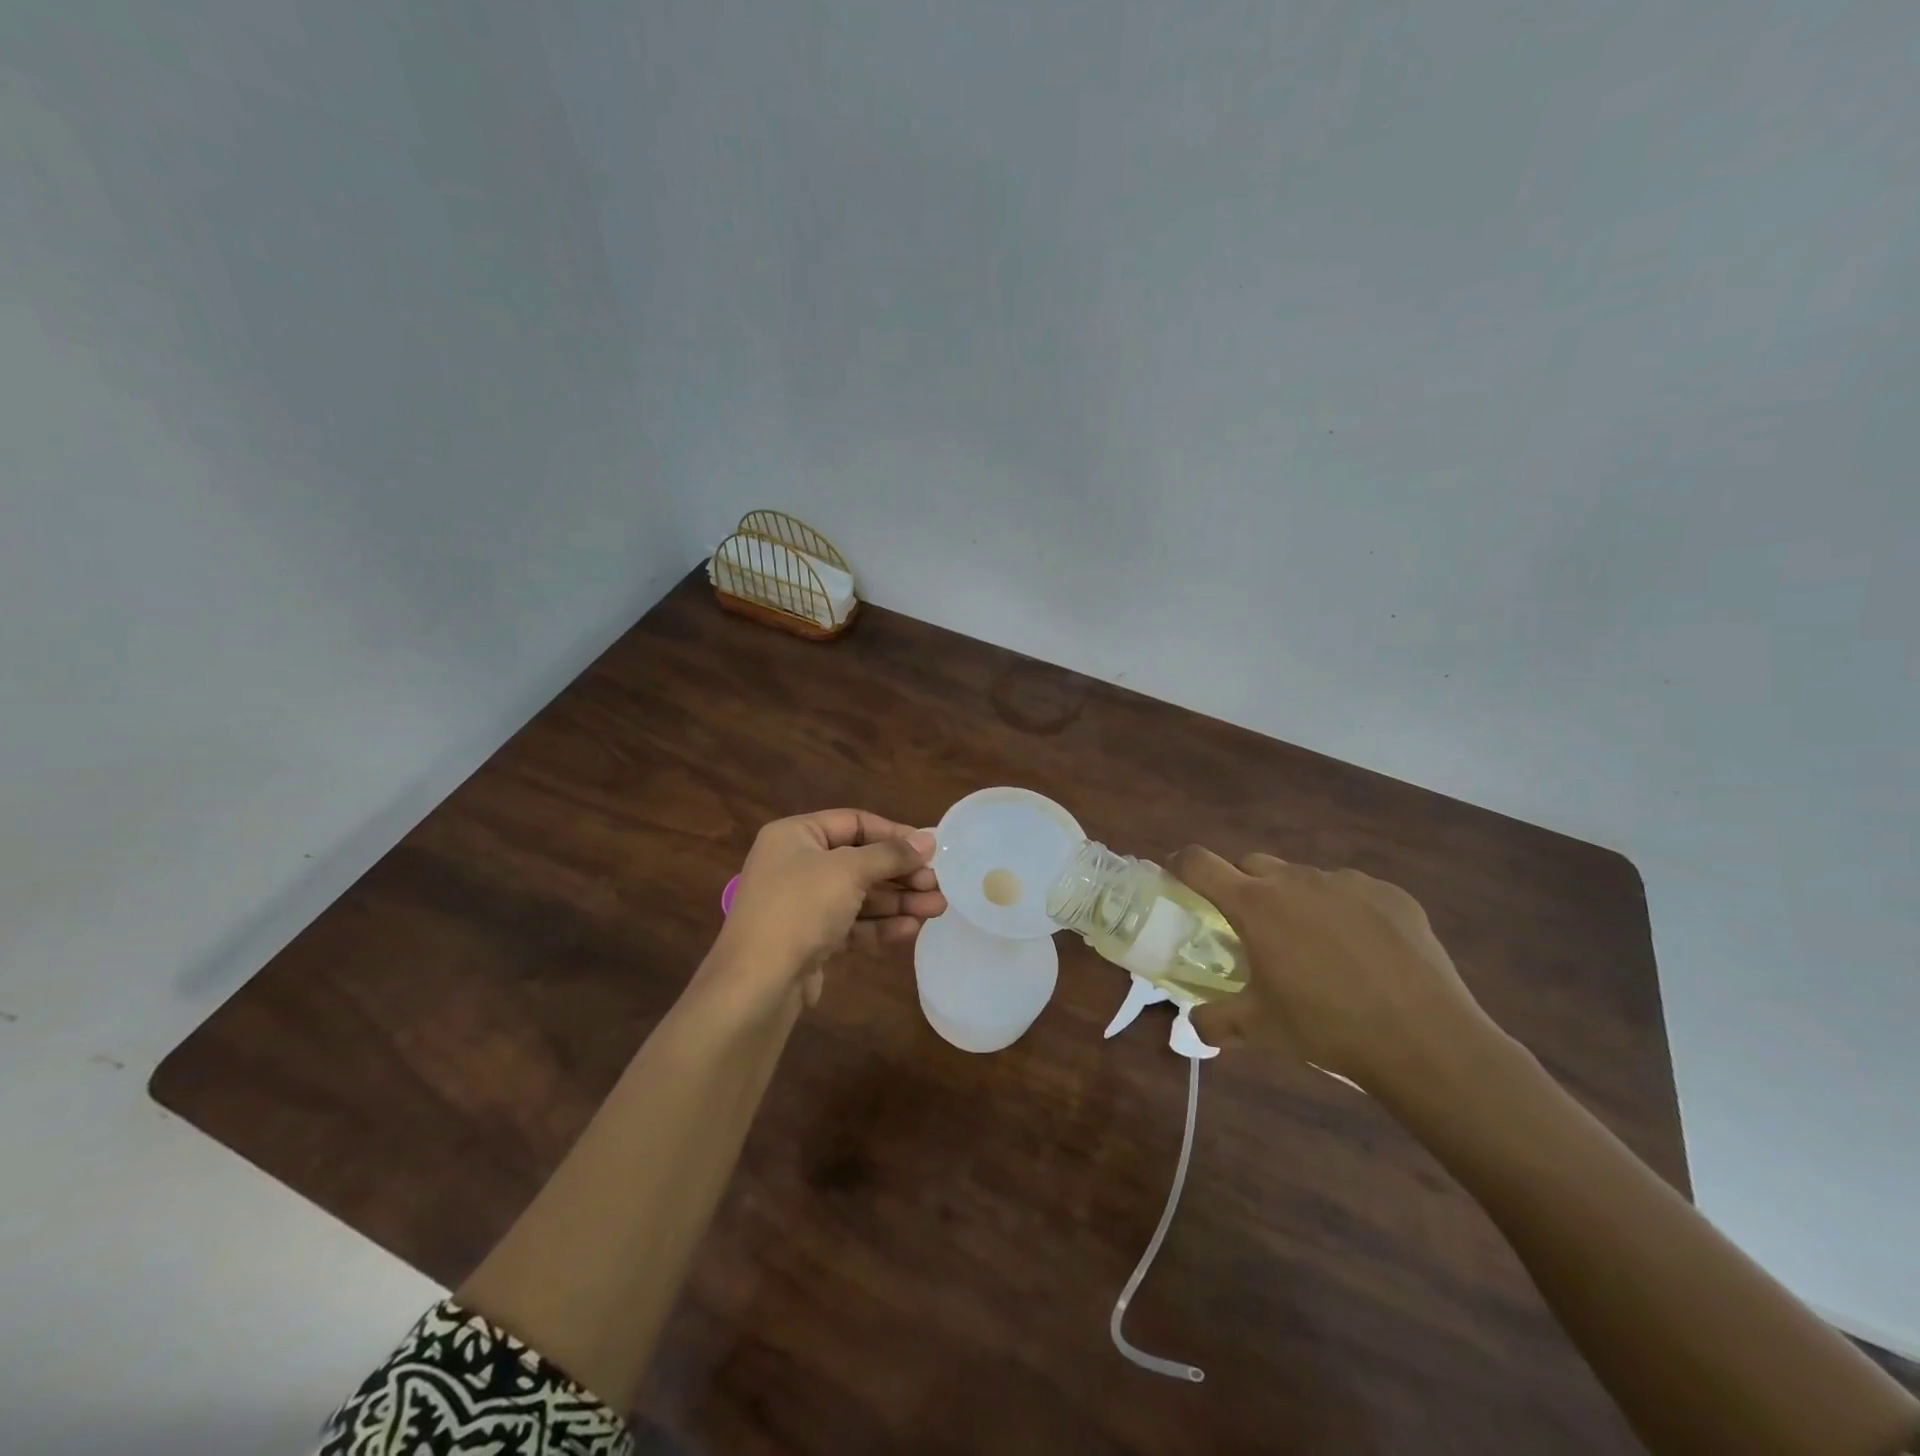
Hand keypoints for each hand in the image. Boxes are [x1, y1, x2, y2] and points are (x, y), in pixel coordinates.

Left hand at [710, 810, 943, 1010]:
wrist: (756, 984)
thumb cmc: (800, 909)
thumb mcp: (848, 871)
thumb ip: (890, 854)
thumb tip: (928, 839)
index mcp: (796, 835)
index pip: (854, 822)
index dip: (894, 834)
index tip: (930, 848)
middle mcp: (797, 864)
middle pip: (861, 860)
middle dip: (901, 873)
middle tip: (937, 884)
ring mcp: (802, 904)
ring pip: (860, 895)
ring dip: (899, 901)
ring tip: (937, 908)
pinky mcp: (810, 938)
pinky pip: (852, 923)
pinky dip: (880, 925)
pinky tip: (911, 929)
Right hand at [1169, 848, 1491, 1091]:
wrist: (1424, 1038)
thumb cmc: (1326, 1027)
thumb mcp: (1259, 1030)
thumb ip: (1214, 1022)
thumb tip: (1192, 1025)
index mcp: (1254, 904)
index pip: (1199, 863)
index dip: (1180, 864)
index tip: (1176, 876)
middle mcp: (1295, 880)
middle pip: (1251, 864)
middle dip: (1242, 886)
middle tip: (1253, 927)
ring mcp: (1346, 882)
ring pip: (1303, 878)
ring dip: (1295, 900)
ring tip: (1315, 946)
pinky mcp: (1389, 893)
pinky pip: (1351, 891)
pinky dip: (1344, 910)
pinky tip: (1364, 952)